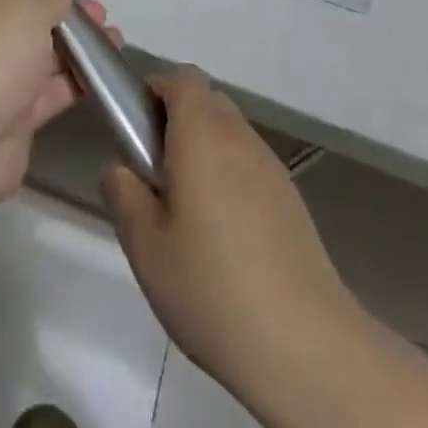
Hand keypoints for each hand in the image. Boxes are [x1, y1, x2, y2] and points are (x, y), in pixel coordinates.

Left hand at [0, 0, 111, 214]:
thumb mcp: (28, 9)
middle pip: (32, 23)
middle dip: (69, 20)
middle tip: (105, 19)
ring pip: (45, 58)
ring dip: (79, 51)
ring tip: (117, 42)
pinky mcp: (15, 117)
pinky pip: (50, 92)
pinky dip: (76, 83)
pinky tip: (107, 76)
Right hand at [102, 70, 360, 407]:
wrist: (308, 349)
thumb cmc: (214, 288)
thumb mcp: (146, 248)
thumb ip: (124, 195)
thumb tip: (119, 169)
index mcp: (202, 133)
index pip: (181, 78)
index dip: (155, 91)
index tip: (135, 130)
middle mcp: (239, 137)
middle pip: (206, 101)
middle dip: (177, 121)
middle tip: (155, 173)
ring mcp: (271, 167)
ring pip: (229, 133)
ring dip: (204, 151)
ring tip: (187, 211)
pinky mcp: (292, 200)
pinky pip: (250, 165)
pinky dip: (230, 178)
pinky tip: (224, 236)